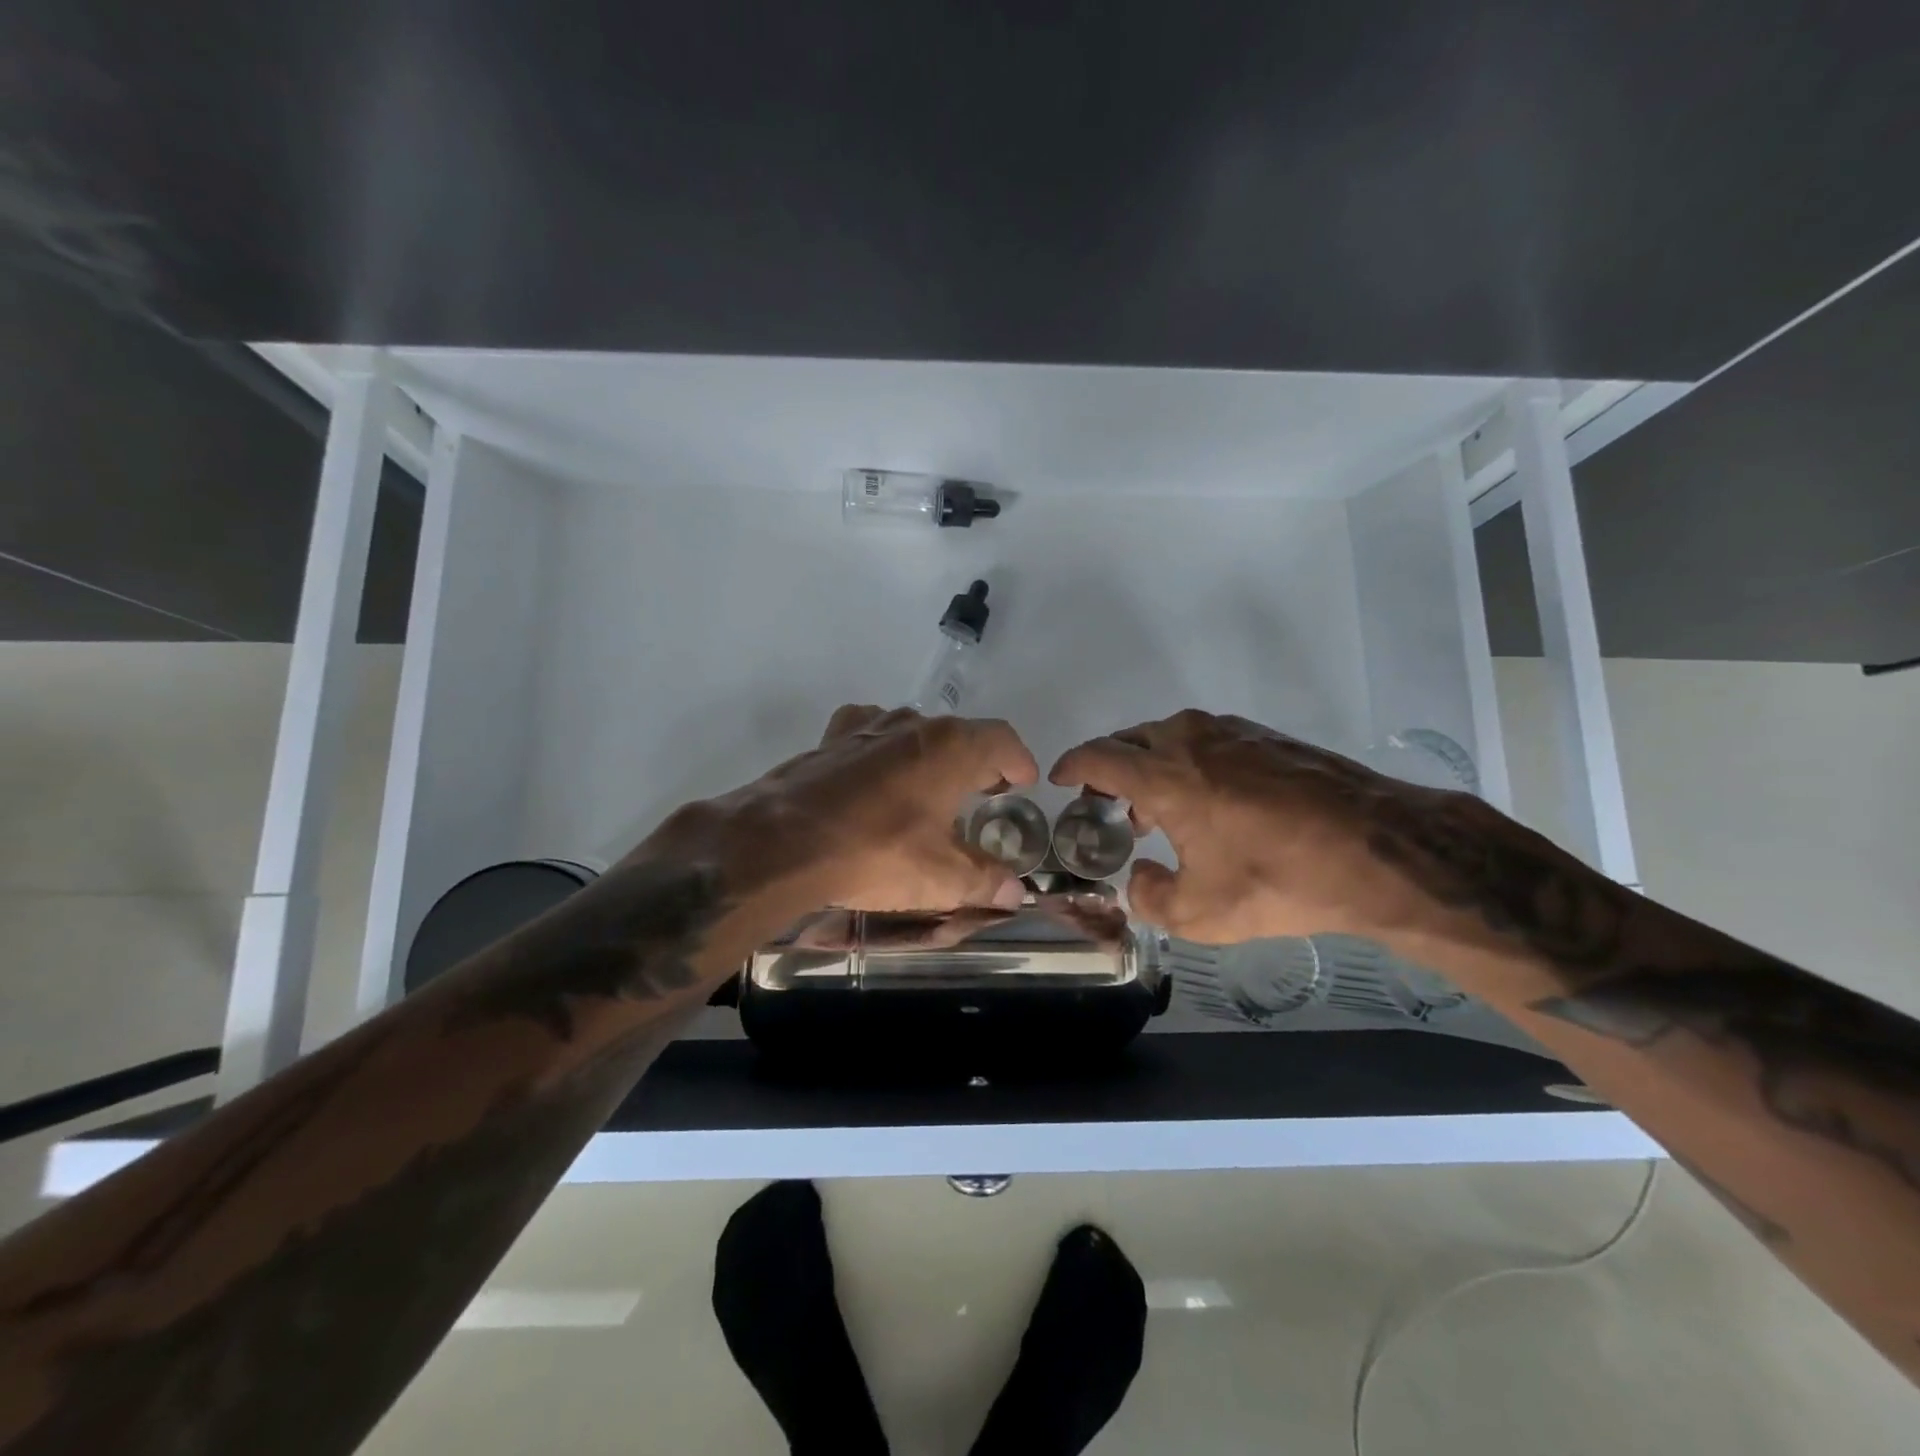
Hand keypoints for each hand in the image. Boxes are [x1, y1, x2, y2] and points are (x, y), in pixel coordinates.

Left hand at [632, 705, 1038, 915]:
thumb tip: (1014, 892)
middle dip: (977, 760)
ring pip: (913, 731)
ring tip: (931, 786)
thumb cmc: (878, 852)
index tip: (1024, 782)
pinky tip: (876, 776)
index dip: (1018, 760)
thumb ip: (985, 881)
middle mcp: (913, 725)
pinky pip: (868, 734)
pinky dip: (882, 750)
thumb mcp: (941, 877)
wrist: (784, 842)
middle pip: (959, 733)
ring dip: (930, 755)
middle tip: (984, 790)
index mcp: (952, 748)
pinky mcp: (830, 740)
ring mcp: (868, 727)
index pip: (1001, 740)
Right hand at [1050, 709, 1506, 946]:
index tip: (1059, 781)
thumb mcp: (1201, 913)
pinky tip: (1207, 799)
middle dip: (1109, 769)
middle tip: (1108, 806)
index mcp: (1163, 774)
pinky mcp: (1266, 736)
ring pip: (1169, 737)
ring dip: (1150, 765)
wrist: (1378, 850)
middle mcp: (1190, 740)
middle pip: (1129, 741)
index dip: (1071, 766)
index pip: (1097, 756)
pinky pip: (1205, 740)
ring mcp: (1231, 732)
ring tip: (1157, 808)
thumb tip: (1139, 877)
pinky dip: (1187, 762)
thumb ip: (1150, 897)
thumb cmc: (1278, 879)